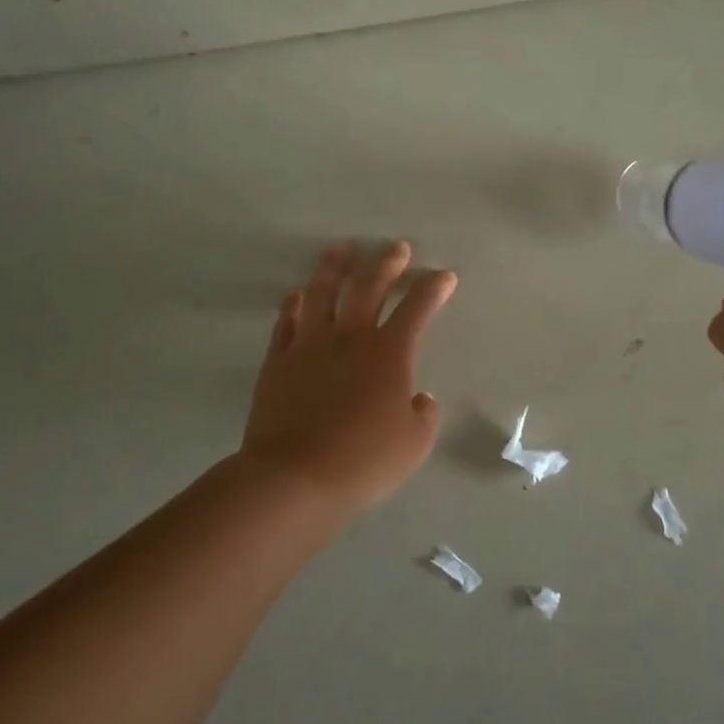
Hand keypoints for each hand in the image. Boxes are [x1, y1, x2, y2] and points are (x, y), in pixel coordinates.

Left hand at [239, 241, 456, 509]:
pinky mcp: (278, 361)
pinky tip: (298, 295)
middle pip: (369, 287)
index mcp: (388, 352)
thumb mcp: (414, 444)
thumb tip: (420, 399)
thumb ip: (424, 415)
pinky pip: (287, 322)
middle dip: (387, 263)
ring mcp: (309, 345)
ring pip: (322, 293)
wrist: (294, 476)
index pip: (417, 308)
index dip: (434, 287)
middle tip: (396, 247)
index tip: (445, 275)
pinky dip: (294, 305)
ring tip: (340, 250)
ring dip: (334, 268)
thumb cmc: (363, 460)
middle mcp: (349, 337)